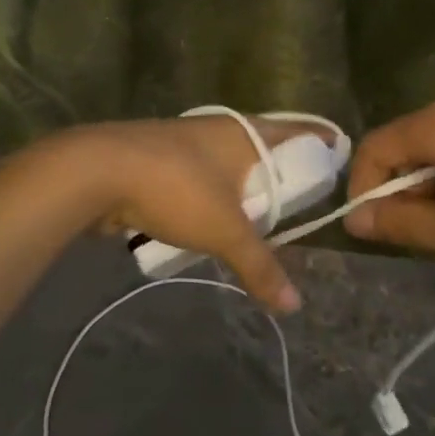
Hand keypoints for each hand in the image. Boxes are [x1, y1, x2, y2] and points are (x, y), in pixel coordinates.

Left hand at [50, 116, 308, 311]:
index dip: (319, 140)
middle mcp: (217, 132)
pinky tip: (209, 218)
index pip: (295, 131)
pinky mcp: (156, 161)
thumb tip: (293, 304)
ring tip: (259, 211)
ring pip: (225, 164)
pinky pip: (195, 178)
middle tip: (301, 193)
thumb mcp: (225, 230)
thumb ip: (259, 266)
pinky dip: (208, 195)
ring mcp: (183, 143)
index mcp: (243, 134)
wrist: (96, 172)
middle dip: (280, 168)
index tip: (339, 150)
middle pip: (261, 147)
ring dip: (240, 184)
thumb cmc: (176, 188)